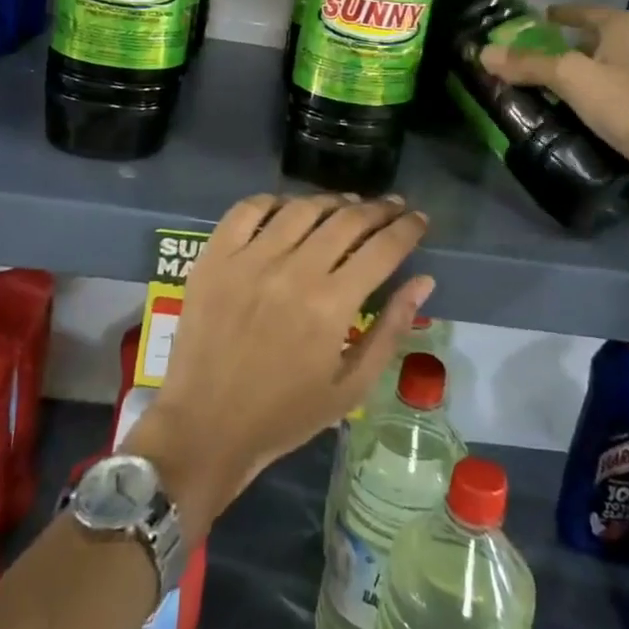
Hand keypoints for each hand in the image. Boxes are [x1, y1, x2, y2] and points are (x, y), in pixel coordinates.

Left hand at [121, 193, 432, 530]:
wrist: (205, 427)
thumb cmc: (284, 415)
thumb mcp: (351, 387)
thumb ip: (390, 330)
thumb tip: (423, 281)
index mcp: (331, 305)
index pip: (382, 248)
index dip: (408, 228)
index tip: (420, 219)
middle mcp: (293, 271)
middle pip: (347, 219)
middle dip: (379, 209)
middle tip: (393, 207)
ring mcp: (250, 259)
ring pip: (302, 208)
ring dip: (333, 201)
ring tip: (348, 205)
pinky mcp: (215, 257)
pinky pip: (248, 210)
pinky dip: (273, 200)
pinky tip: (289, 208)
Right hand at [480, 3, 628, 204]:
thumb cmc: (627, 103)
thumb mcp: (570, 79)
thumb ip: (529, 64)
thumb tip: (484, 54)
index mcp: (627, 27)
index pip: (585, 11)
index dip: (560, 15)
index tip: (539, 20)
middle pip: (599, 38)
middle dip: (571, 46)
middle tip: (540, 57)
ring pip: (612, 66)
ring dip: (588, 72)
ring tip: (558, 86)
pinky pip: (623, 91)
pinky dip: (603, 94)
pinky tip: (587, 111)